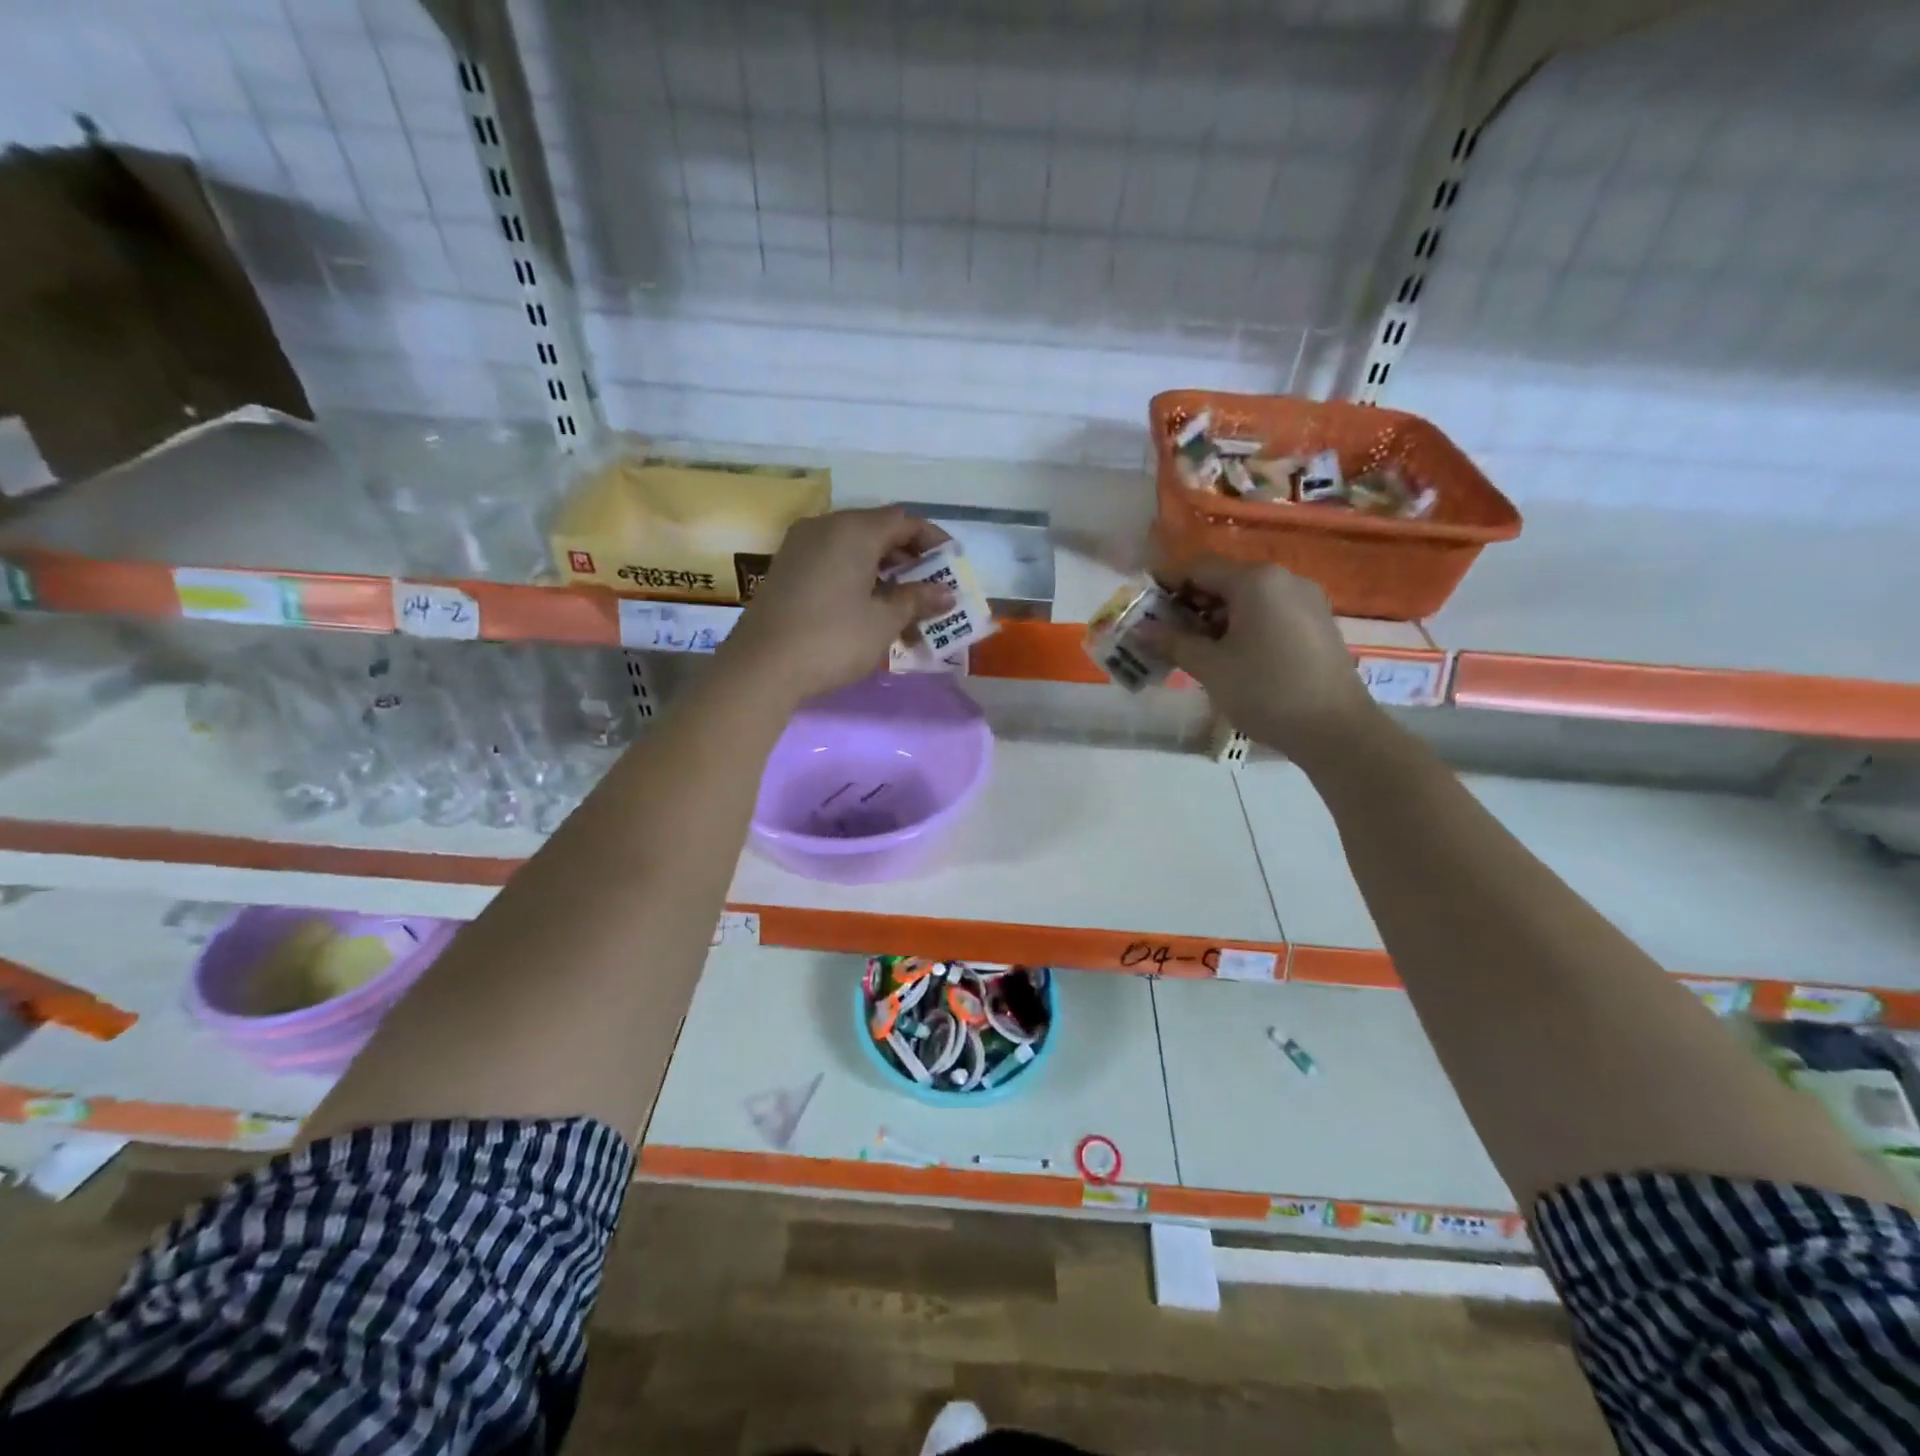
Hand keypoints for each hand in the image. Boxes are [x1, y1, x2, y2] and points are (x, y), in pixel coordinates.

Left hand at [721, 506, 953, 705]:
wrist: (761, 667)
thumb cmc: (833, 639)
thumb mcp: (883, 621)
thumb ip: (917, 600)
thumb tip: (946, 593)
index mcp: (854, 530)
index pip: (904, 520)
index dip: (933, 540)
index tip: (952, 565)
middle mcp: (825, 527)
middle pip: (878, 531)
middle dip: (909, 560)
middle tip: (931, 591)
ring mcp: (800, 547)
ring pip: (854, 549)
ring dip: (884, 574)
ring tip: (904, 609)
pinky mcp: (786, 569)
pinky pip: (832, 562)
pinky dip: (857, 579)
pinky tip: (868, 611)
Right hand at [1147, 557, 1378, 763]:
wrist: (1336, 729)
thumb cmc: (1266, 691)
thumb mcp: (1210, 667)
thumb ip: (1172, 642)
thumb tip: (1139, 629)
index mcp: (1255, 580)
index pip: (1198, 567)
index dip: (1165, 583)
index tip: (1142, 607)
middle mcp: (1283, 579)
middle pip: (1224, 579)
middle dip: (1190, 603)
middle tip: (1164, 633)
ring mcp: (1305, 599)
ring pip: (1247, 597)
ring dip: (1215, 617)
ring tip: (1194, 649)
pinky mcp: (1317, 622)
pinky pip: (1269, 612)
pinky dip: (1243, 625)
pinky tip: (1231, 655)